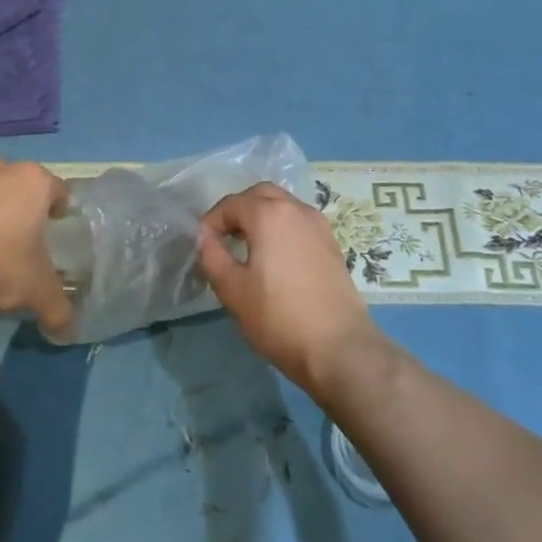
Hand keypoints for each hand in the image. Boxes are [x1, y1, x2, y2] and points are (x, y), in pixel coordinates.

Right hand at [197, 183, 377, 394]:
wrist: (338, 347)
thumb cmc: (278, 317)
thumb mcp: (232, 290)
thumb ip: (212, 256)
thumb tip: (204, 236)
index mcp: (269, 214)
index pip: (232, 204)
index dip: (212, 221)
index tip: (203, 245)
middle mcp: (297, 210)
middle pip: (262, 195)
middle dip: (239, 209)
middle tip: (225, 236)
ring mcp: (319, 226)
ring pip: (284, 206)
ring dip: (262, 216)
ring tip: (248, 247)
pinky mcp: (332, 245)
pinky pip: (300, 223)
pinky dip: (282, 228)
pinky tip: (276, 257)